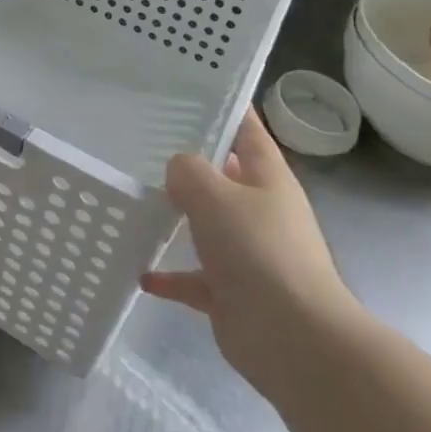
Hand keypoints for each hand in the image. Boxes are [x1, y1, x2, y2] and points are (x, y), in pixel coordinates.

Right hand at [141, 108, 360, 403]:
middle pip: (224, 176)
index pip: (248, 130)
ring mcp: (248, 252)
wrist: (292, 339)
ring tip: (137, 200)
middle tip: (145, 143)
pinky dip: (172, 275)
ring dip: (179, 217)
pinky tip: (142, 273)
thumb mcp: (216, 196)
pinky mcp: (233, 292)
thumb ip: (189, 171)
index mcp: (267, 177)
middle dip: (191, 163)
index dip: (227, 109)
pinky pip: (195, 277)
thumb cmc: (258, 251)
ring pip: (208, 224)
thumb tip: (178, 168)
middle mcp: (260, 210)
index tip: (191, 92)